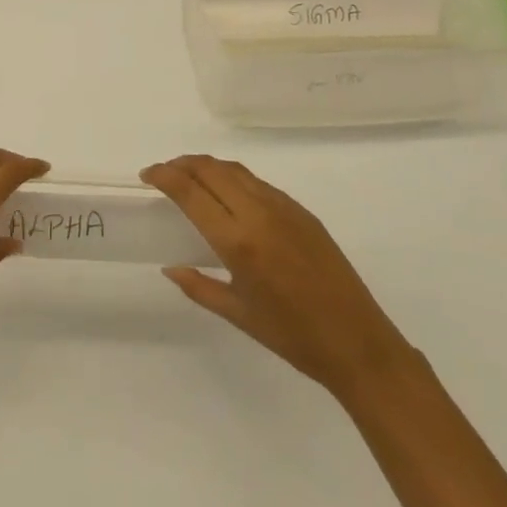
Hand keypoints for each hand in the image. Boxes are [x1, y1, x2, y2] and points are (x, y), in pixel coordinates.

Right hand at [142, 155, 412, 399]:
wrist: (359, 343)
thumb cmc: (293, 336)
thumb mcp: (239, 315)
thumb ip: (199, 286)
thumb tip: (170, 267)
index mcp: (239, 242)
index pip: (191, 192)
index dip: (164, 176)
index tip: (147, 175)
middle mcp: (258, 214)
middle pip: (211, 169)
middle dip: (181, 164)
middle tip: (163, 172)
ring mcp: (283, 208)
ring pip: (235, 170)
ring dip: (207, 166)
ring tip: (189, 176)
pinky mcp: (302, 211)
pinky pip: (257, 182)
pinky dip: (232, 177)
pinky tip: (227, 194)